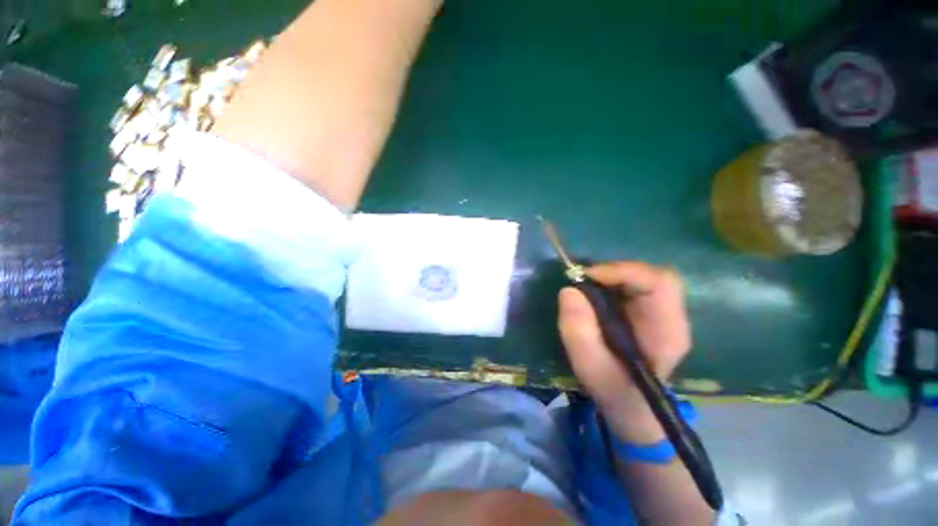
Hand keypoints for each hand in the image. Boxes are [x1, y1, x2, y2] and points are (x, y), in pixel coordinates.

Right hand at [558, 262, 690, 443]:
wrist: (629, 403)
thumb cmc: (613, 389)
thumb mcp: (590, 367)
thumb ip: (578, 333)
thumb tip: (568, 291)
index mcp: (667, 332)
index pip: (660, 283)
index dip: (624, 271)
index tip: (588, 275)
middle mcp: (670, 316)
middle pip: (652, 274)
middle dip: (614, 271)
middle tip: (581, 279)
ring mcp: (660, 311)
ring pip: (640, 276)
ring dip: (609, 275)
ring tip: (584, 285)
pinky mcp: (646, 310)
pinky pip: (630, 284)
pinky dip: (608, 281)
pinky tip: (592, 292)